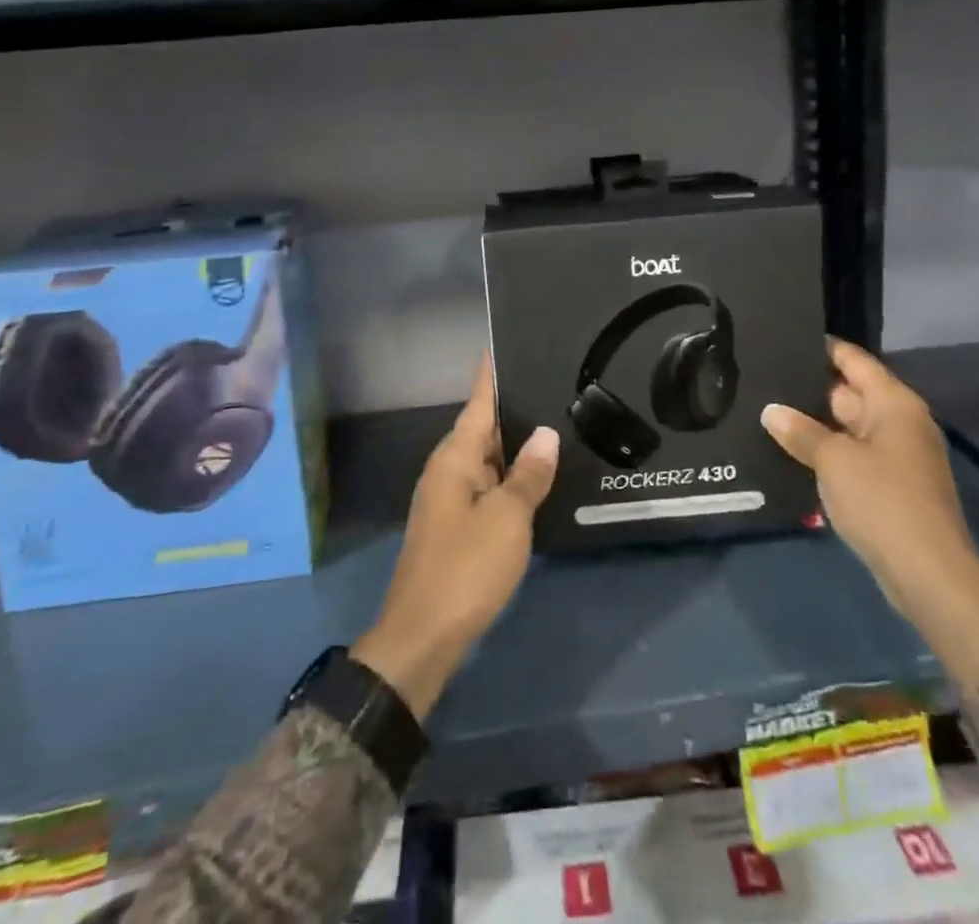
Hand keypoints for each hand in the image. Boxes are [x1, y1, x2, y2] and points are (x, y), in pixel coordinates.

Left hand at [352, 358, 559, 719]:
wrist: (423, 636)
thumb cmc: (465, 568)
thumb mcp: (507, 518)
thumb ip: (528, 474)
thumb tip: (546, 433)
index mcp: (455, 458)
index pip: (478, 401)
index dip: (493, 373)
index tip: (509, 343)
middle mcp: (448, 470)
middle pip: (483, 427)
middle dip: (514, 408)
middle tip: (554, 384)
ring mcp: (450, 499)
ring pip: (487, 459)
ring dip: (515, 446)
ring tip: (556, 423)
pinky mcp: (457, 526)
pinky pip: (487, 487)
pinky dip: (510, 477)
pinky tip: (537, 478)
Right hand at [760, 339, 978, 612]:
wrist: (928, 574)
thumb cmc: (883, 502)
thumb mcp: (833, 460)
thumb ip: (800, 431)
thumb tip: (772, 411)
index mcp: (894, 404)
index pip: (853, 360)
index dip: (821, 348)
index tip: (783, 339)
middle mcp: (899, 422)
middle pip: (849, 392)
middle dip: (809, 388)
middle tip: (763, 377)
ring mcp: (897, 455)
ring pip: (847, 426)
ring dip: (814, 424)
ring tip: (766, 410)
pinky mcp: (890, 485)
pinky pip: (852, 454)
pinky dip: (826, 451)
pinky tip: (790, 450)